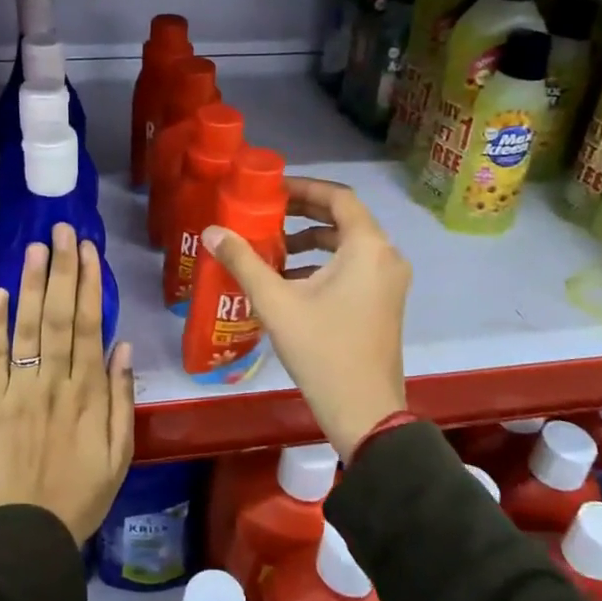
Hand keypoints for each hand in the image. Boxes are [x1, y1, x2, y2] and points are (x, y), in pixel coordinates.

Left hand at [0, 223, 134, 544]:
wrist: (28, 533)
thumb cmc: (82, 493)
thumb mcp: (120, 452)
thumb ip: (122, 398)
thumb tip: (123, 346)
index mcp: (88, 393)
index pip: (90, 326)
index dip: (90, 285)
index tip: (89, 250)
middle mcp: (54, 382)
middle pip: (60, 316)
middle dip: (63, 270)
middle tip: (63, 229)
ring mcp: (19, 390)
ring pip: (28, 328)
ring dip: (32, 285)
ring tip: (36, 247)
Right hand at [204, 177, 408, 460]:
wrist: (365, 412)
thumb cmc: (323, 350)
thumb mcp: (276, 303)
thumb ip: (243, 261)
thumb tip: (212, 231)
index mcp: (367, 247)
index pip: (339, 197)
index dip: (304, 187)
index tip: (272, 190)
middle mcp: (386, 256)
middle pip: (345, 218)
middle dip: (304, 213)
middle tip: (267, 212)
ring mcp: (390, 281)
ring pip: (349, 244)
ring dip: (313, 240)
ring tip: (274, 247)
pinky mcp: (385, 302)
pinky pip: (355, 266)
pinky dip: (325, 263)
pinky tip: (291, 280)